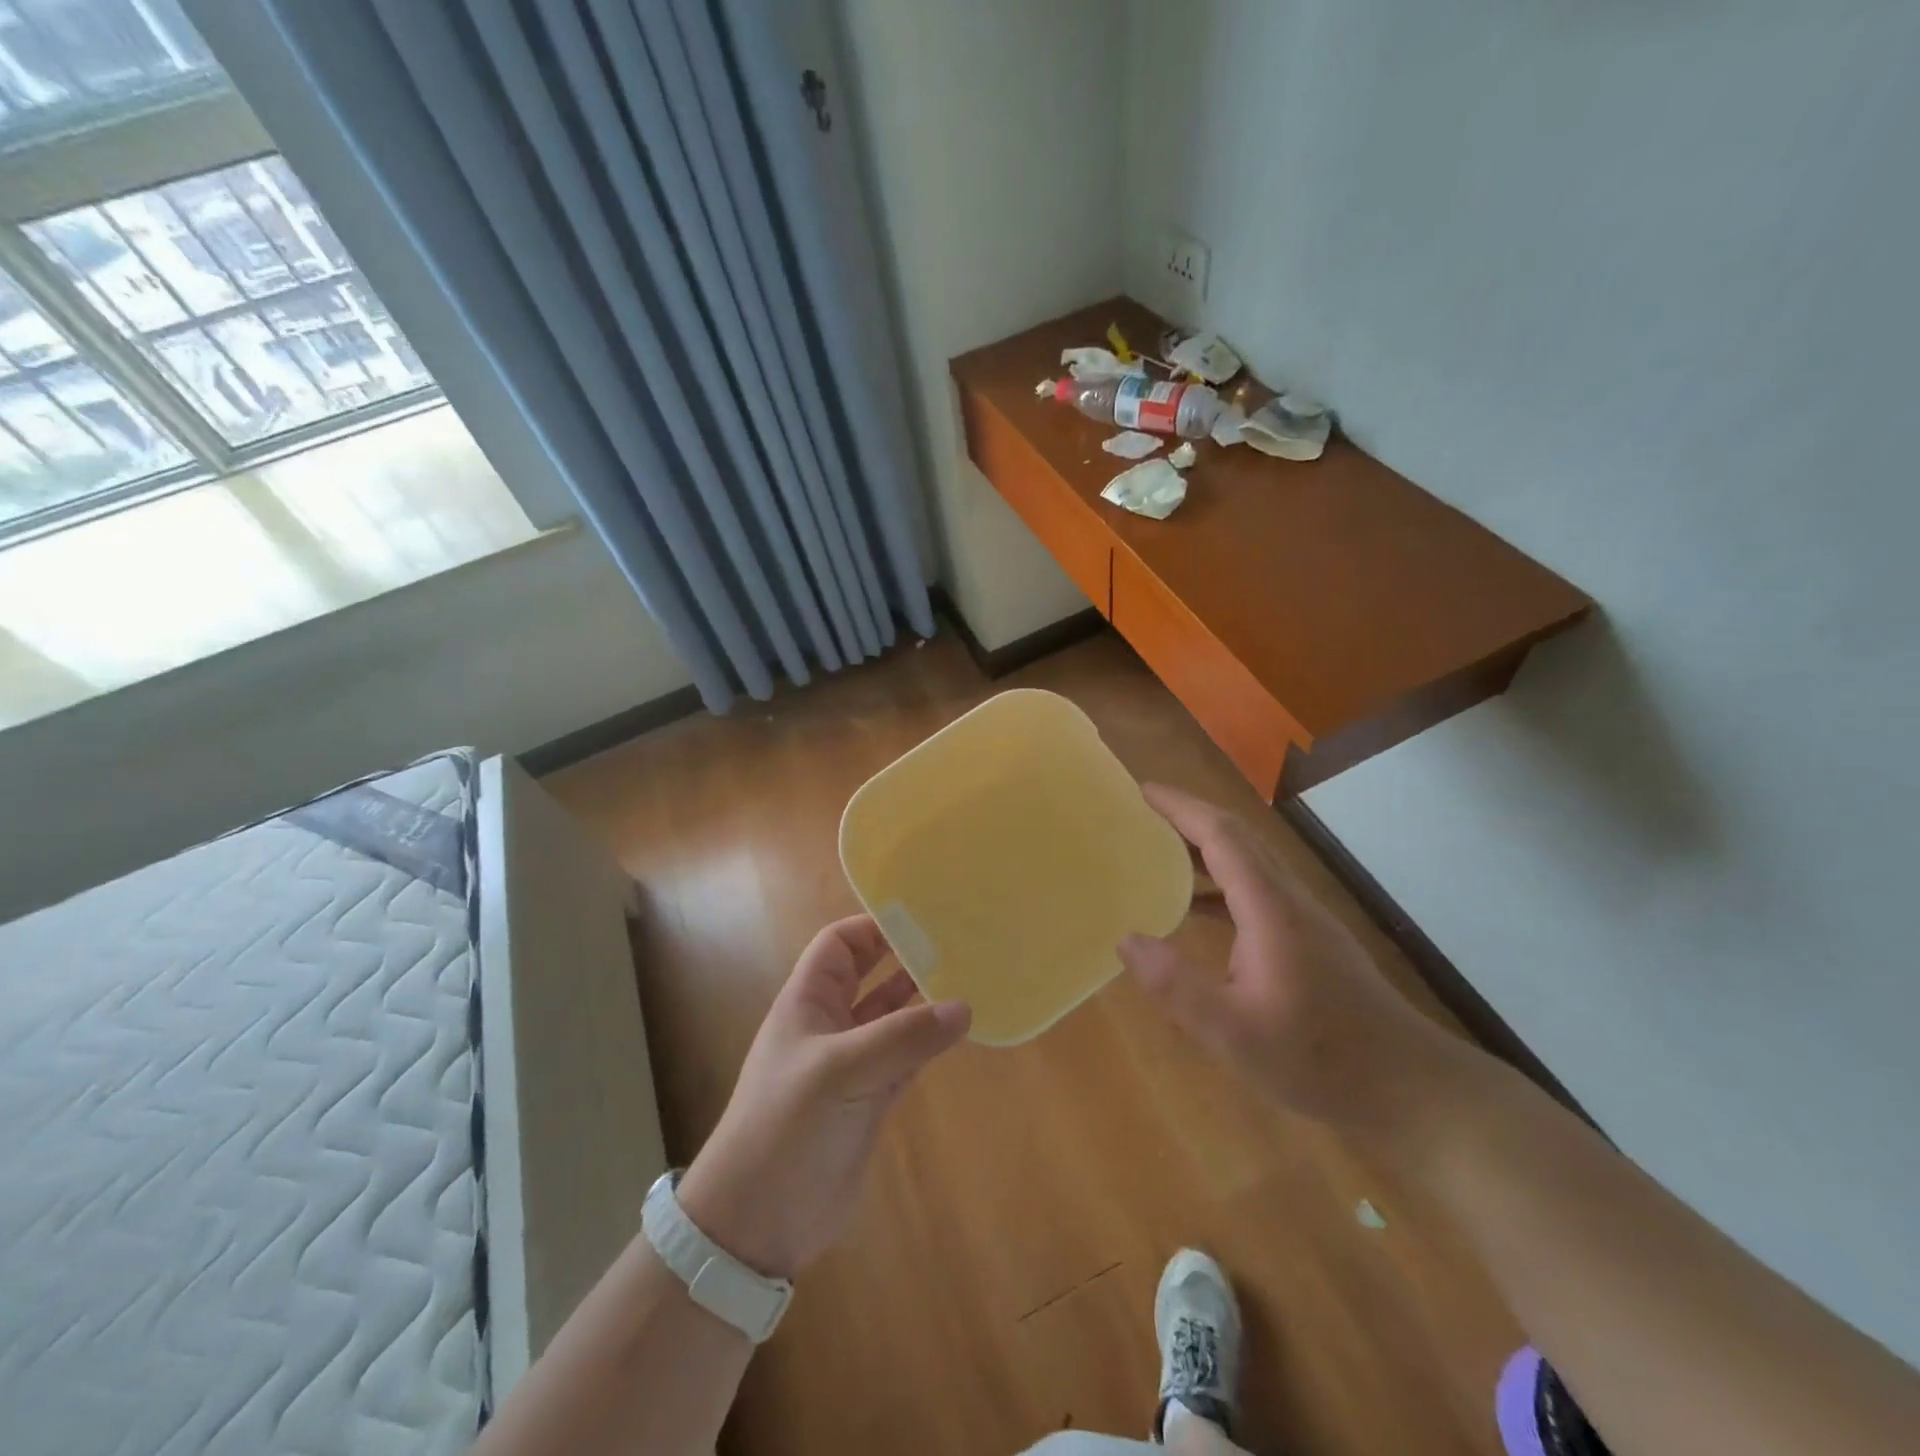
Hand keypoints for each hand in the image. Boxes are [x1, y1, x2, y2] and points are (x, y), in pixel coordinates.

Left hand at [677, 915, 970, 1279]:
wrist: (758, 1221)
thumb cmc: (788, 1126)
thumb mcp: (843, 1071)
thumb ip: (904, 1038)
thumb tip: (963, 1007)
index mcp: (808, 1002)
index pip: (840, 945)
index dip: (874, 927)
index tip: (923, 919)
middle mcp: (830, 1025)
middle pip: (870, 975)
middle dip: (906, 958)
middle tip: (958, 943)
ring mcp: (852, 1064)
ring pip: (892, 1017)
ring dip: (923, 1000)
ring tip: (969, 980)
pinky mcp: (870, 1100)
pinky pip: (906, 1057)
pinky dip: (929, 1043)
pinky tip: (960, 1031)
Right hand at [1118, 784, 1472, 1138]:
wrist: (1409, 1087)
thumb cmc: (1321, 1058)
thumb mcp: (1235, 1033)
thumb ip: (1178, 986)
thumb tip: (1126, 939)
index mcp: (1270, 909)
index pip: (1222, 837)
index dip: (1181, 808)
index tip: (1142, 790)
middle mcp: (1288, 900)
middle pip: (1237, 838)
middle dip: (1189, 816)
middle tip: (1142, 812)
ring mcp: (1303, 919)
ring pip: (1249, 862)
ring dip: (1204, 847)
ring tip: (1158, 850)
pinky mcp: (1309, 940)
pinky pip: (1256, 890)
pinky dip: (1220, 882)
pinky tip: (1196, 909)